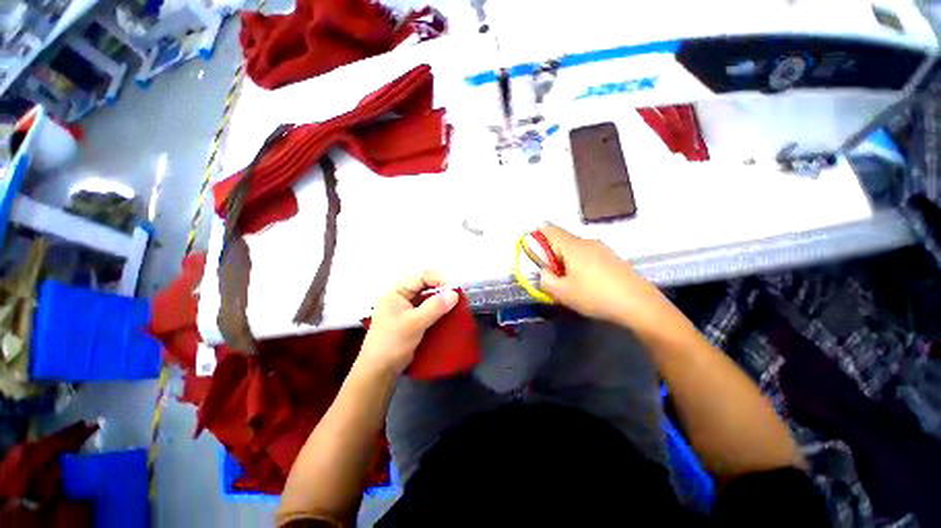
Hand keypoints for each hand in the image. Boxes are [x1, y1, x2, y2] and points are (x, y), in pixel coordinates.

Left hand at [359, 271, 458, 374]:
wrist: (380, 370)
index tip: (454, 288)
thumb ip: (435, 307)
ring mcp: (404, 308)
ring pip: (425, 296)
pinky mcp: (410, 319)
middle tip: (455, 294)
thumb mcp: (415, 323)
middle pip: (422, 284)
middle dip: (440, 287)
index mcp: (395, 292)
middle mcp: (399, 297)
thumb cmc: (393, 343)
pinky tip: (446, 312)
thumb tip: (454, 294)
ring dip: (439, 298)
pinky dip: (437, 308)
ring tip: (454, 301)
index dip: (438, 279)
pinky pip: (426, 307)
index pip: (419, 277)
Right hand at [538, 224, 666, 327]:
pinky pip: (589, 255)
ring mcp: (603, 249)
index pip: (550, 230)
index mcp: (573, 246)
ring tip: (571, 282)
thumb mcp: (562, 293)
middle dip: (553, 254)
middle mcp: (587, 242)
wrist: (639, 304)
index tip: (534, 252)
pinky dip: (581, 264)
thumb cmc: (595, 296)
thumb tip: (545, 272)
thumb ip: (545, 280)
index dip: (538, 235)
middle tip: (553, 275)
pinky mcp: (613, 258)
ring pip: (576, 249)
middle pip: (563, 240)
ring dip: (567, 261)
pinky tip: (588, 283)